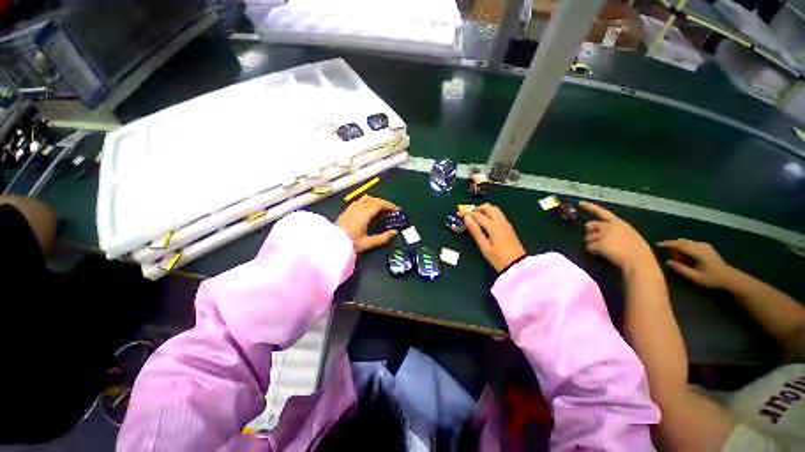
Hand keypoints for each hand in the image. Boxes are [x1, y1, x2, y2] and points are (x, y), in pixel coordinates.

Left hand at [336, 195, 399, 252]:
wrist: (331, 244)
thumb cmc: (350, 244)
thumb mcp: (367, 243)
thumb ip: (382, 238)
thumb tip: (394, 232)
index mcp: (364, 215)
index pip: (379, 204)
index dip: (389, 205)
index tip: (396, 209)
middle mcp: (357, 208)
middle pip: (373, 199)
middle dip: (384, 202)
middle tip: (391, 209)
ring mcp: (351, 208)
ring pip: (366, 198)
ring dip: (375, 200)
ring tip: (381, 208)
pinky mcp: (346, 211)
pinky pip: (359, 201)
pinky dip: (367, 202)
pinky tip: (368, 208)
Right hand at [458, 204, 525, 271]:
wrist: (517, 266)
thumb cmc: (498, 258)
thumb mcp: (484, 247)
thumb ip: (475, 231)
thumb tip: (467, 219)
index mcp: (493, 227)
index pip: (477, 215)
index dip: (466, 213)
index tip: (458, 214)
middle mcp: (500, 222)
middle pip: (488, 207)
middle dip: (476, 209)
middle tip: (468, 216)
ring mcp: (506, 223)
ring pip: (494, 209)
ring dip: (484, 210)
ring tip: (476, 218)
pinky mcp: (508, 227)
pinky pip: (498, 214)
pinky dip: (490, 213)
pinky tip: (485, 222)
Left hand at [580, 201, 655, 271]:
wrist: (639, 261)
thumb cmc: (638, 251)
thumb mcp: (629, 235)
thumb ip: (615, 231)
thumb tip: (601, 233)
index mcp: (619, 223)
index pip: (602, 212)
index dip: (590, 207)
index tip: (581, 203)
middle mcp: (609, 226)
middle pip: (590, 225)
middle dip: (590, 232)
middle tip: (596, 240)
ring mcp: (603, 234)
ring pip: (588, 238)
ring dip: (592, 243)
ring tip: (604, 250)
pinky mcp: (599, 243)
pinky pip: (589, 247)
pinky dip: (592, 251)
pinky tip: (601, 254)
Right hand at [657, 239, 735, 287]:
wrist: (730, 277)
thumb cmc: (712, 278)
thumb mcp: (695, 277)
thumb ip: (681, 269)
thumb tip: (668, 261)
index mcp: (698, 252)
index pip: (680, 244)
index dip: (668, 244)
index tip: (658, 244)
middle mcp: (701, 246)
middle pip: (683, 242)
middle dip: (674, 246)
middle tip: (670, 255)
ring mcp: (705, 246)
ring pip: (687, 242)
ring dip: (680, 247)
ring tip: (678, 257)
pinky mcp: (707, 247)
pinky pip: (692, 244)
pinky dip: (685, 247)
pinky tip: (686, 255)